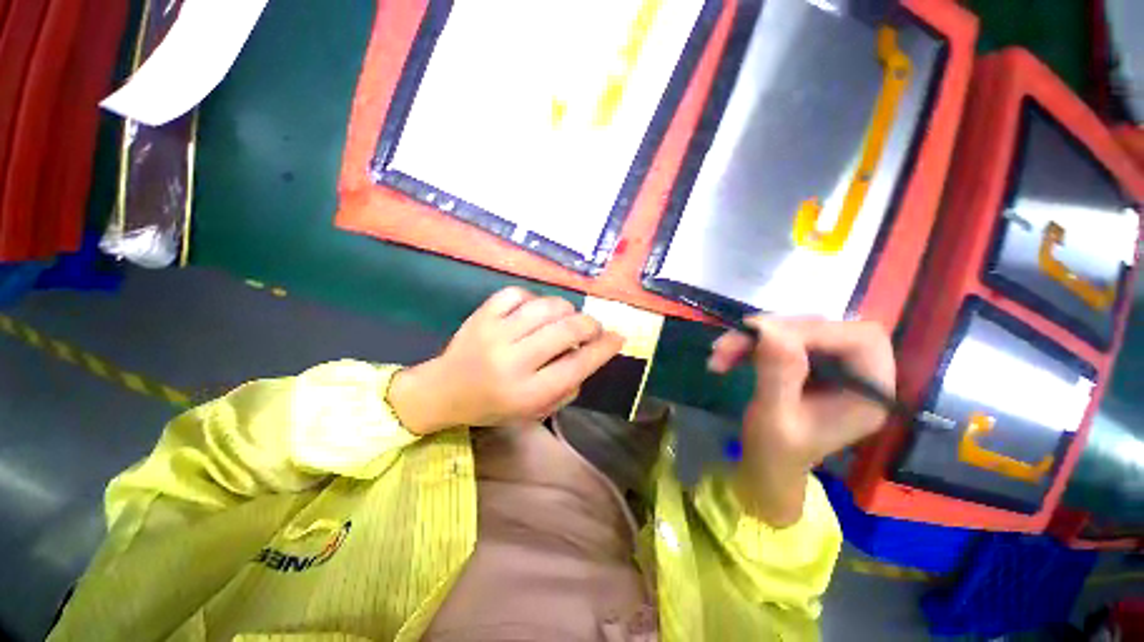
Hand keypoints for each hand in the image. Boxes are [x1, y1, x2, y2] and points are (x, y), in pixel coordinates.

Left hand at [389, 287, 623, 434]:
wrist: (444, 391)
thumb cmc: (493, 406)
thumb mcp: (535, 410)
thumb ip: (567, 386)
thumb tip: (591, 353)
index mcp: (527, 393)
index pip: (578, 365)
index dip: (604, 348)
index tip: (619, 337)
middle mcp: (512, 361)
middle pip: (566, 329)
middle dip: (590, 324)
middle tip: (592, 328)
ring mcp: (495, 333)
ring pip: (546, 306)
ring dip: (566, 309)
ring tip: (565, 318)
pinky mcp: (482, 314)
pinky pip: (518, 293)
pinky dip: (534, 299)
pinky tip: (534, 310)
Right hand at [708, 318, 894, 525]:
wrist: (765, 466)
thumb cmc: (774, 453)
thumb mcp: (773, 418)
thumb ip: (777, 374)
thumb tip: (769, 328)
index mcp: (868, 394)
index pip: (861, 339)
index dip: (815, 331)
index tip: (763, 337)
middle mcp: (857, 374)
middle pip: (823, 328)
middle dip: (770, 333)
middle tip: (729, 344)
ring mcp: (831, 366)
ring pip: (794, 330)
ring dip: (751, 338)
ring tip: (719, 353)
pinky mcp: (807, 362)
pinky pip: (778, 339)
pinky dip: (749, 344)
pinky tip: (725, 356)